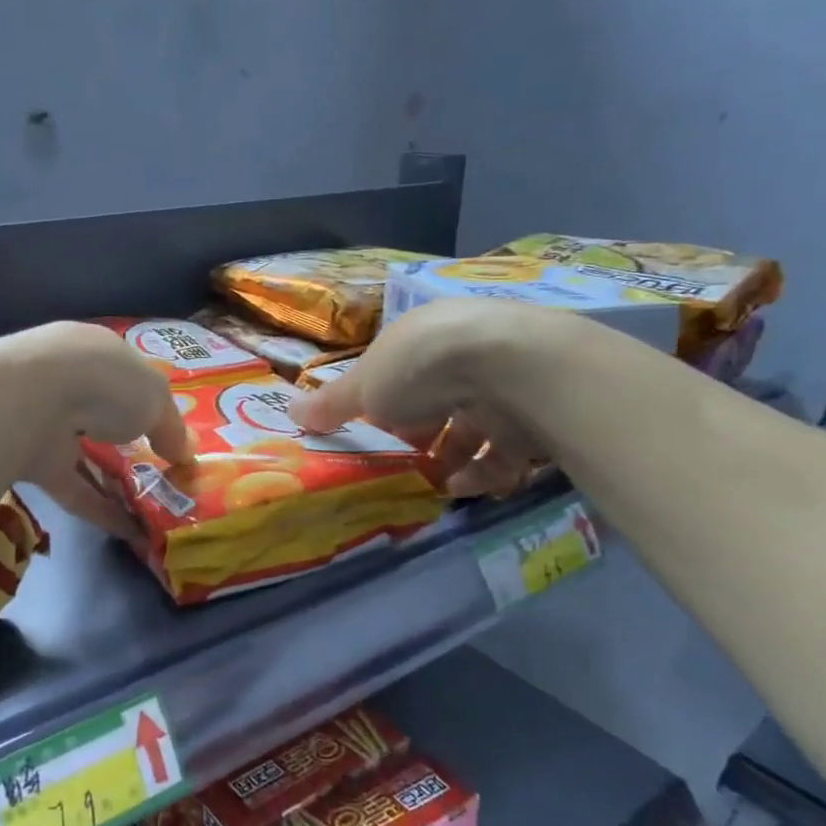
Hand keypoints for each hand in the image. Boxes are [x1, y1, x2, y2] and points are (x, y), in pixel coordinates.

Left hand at [0, 322, 192, 540]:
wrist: (29, 401)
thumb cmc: (105, 382)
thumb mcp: (155, 398)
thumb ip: (171, 426)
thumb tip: (185, 454)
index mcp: (94, 352)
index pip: (123, 375)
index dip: (146, 402)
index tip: (167, 431)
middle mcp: (66, 381)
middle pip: (100, 414)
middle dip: (127, 442)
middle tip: (160, 473)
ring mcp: (43, 421)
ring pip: (84, 454)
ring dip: (114, 481)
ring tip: (151, 509)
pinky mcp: (30, 462)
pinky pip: (72, 488)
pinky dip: (100, 510)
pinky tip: (131, 532)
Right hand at [287, 299, 549, 498]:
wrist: (510, 368)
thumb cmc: (421, 368)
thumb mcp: (364, 386)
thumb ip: (331, 404)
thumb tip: (288, 412)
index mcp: (422, 338)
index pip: (401, 372)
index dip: (386, 404)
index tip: (375, 434)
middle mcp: (465, 354)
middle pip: (439, 401)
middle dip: (421, 437)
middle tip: (404, 466)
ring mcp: (504, 383)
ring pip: (475, 428)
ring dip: (452, 461)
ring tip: (434, 486)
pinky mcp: (536, 414)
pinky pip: (507, 451)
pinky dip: (485, 472)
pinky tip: (465, 488)